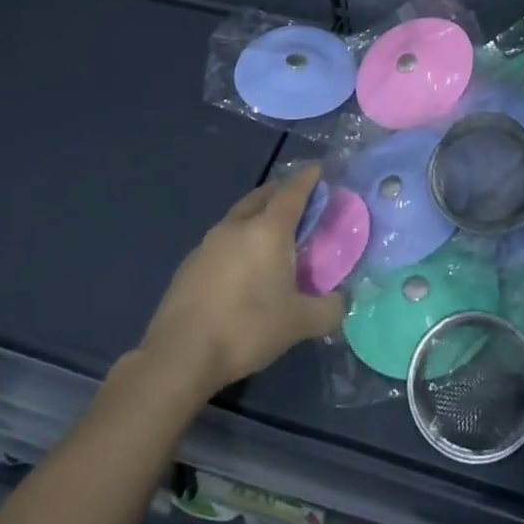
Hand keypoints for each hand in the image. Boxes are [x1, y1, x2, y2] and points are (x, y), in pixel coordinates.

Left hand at [137, 167, 347, 399]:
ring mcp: (208, 243)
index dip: (308, 178)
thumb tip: (343, 302)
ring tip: (272, 233)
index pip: (293, 192)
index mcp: (268, 230)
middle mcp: (237, 226)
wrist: (180, 355)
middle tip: (300, 200)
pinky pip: (222, 239)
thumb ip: (329, 309)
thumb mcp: (299, 323)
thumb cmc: (247, 328)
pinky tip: (242, 265)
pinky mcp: (190, 263)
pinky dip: (238, 240)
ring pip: (239, 216)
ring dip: (257, 215)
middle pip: (262, 196)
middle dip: (281, 191)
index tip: (319, 169)